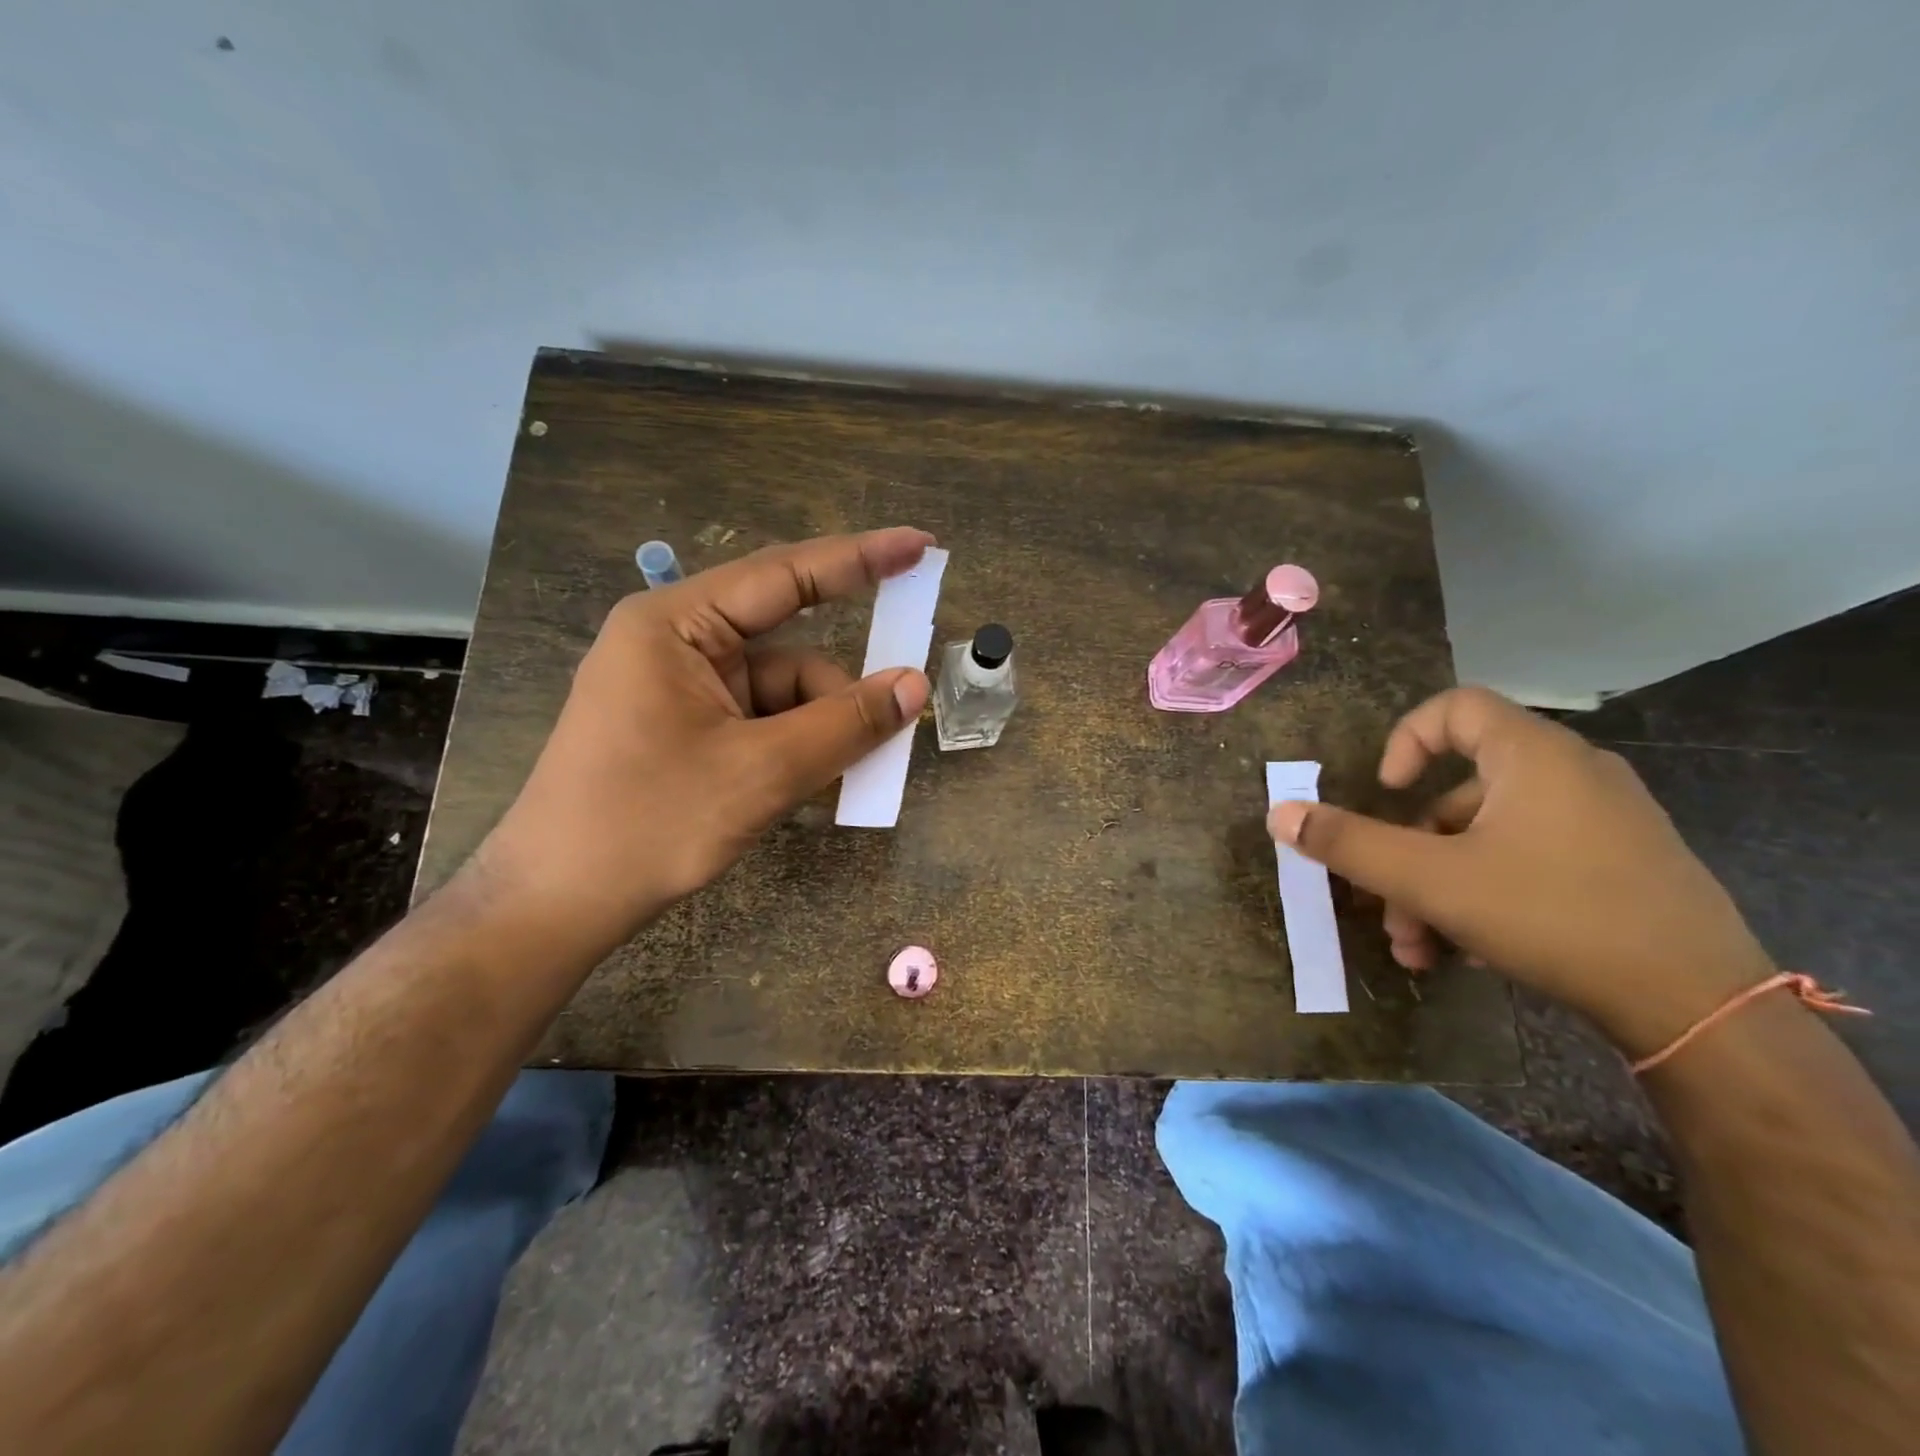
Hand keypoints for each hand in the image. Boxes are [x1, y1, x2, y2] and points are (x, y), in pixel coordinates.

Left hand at [469, 527, 934, 963]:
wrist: (556, 906)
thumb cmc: (648, 824)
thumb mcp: (761, 772)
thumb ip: (845, 724)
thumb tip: (915, 686)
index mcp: (675, 625)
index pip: (784, 575)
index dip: (860, 559)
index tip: (920, 547)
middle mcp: (676, 644)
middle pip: (786, 648)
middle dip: (839, 689)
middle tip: (901, 704)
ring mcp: (679, 690)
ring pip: (780, 694)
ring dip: (820, 730)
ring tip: (849, 778)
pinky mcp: (685, 729)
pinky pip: (761, 723)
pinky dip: (795, 749)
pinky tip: (811, 787)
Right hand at [1267, 686, 1776, 1057]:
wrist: (1699, 1006)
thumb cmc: (1551, 915)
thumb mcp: (1429, 880)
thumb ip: (1348, 844)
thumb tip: (1280, 814)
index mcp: (1533, 757)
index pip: (1455, 707)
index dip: (1406, 740)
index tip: (1385, 793)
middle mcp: (1574, 775)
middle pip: (1461, 792)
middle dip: (1409, 852)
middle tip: (1386, 906)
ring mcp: (1607, 823)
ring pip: (1491, 838)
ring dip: (1439, 887)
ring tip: (1419, 949)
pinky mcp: (1625, 868)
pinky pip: (1532, 861)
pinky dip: (1487, 895)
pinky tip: (1467, 954)